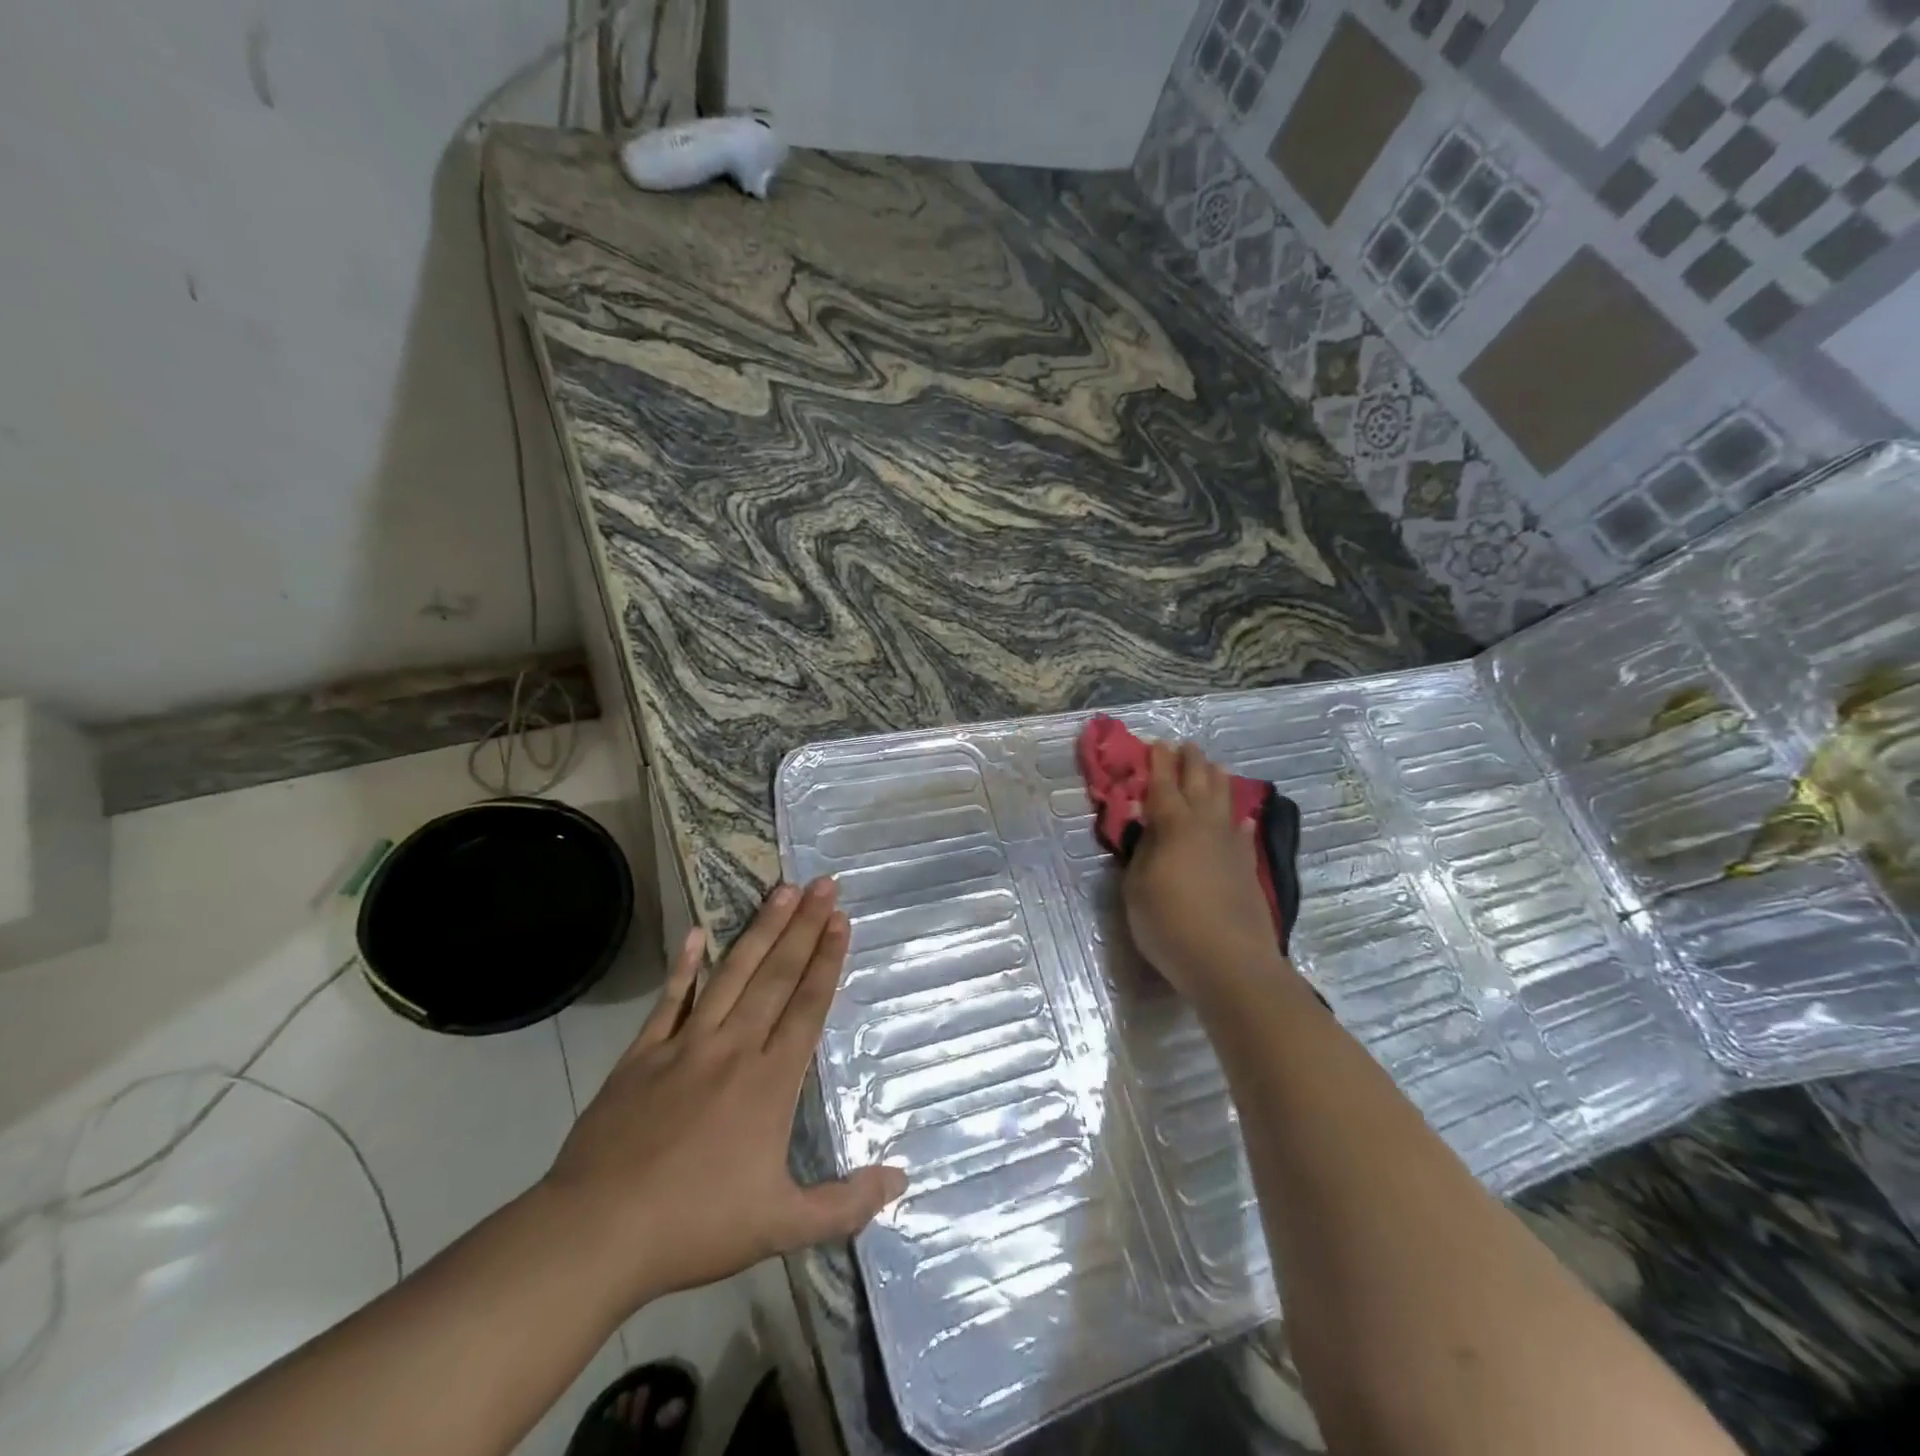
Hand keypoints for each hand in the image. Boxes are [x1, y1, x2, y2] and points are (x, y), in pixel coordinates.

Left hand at [541, 878, 904, 1309]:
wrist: (598, 1233)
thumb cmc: (695, 1226)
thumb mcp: (781, 1226)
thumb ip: (844, 1204)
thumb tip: (902, 1179)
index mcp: (770, 1081)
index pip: (807, 1006)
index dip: (827, 960)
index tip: (841, 919)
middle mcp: (734, 1048)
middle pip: (776, 976)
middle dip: (804, 927)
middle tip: (823, 884)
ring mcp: (686, 1045)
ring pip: (732, 975)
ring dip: (760, 931)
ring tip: (782, 891)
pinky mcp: (643, 1054)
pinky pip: (670, 999)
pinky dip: (685, 966)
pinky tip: (697, 933)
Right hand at [1123, 742, 1291, 1003]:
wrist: (1229, 962)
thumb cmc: (1169, 923)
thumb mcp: (1136, 888)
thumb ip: (1141, 853)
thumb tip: (1148, 830)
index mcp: (1172, 826)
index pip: (1162, 785)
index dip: (1157, 764)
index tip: (1155, 744)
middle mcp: (1205, 827)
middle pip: (1199, 784)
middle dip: (1190, 763)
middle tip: (1185, 746)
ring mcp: (1231, 847)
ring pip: (1225, 802)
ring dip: (1217, 782)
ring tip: (1214, 767)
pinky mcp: (1247, 870)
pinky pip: (1243, 835)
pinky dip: (1240, 822)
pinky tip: (1243, 819)